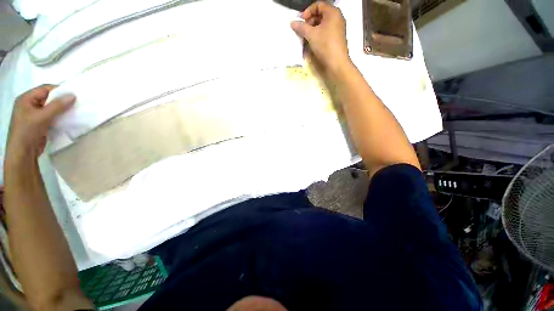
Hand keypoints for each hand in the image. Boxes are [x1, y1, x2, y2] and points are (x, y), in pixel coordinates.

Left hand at [6, 85, 74, 161]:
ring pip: (51, 108)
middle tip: (76, 104)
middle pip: (49, 98)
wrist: (23, 153)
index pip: (45, 89)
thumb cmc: (28, 131)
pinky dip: (59, 117)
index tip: (74, 95)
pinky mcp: (39, 123)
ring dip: (62, 110)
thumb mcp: (42, 117)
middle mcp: (29, 104)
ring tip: (74, 112)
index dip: (59, 90)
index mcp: (26, 98)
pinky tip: (67, 119)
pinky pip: (51, 117)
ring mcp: (34, 115)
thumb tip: (73, 95)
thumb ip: (58, 106)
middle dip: (62, 101)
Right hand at [291, 1, 350, 75]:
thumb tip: (292, 23)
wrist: (337, 63)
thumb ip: (301, 27)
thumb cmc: (325, 45)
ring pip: (322, 25)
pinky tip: (312, 43)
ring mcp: (337, 29)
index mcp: (333, 12)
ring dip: (312, 30)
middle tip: (302, 30)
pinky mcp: (336, 39)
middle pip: (320, 15)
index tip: (301, 21)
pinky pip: (325, 33)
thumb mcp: (311, 35)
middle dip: (309, 22)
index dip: (308, 11)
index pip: (318, 5)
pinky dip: (318, 35)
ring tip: (305, 38)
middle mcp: (337, 18)